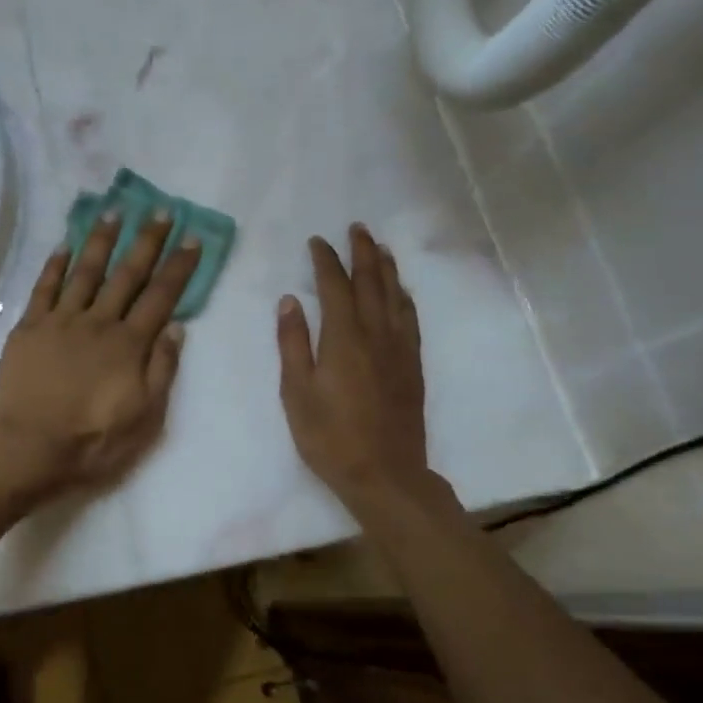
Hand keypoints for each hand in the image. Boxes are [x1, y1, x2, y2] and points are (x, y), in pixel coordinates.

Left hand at [0, 209, 199, 501]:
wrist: (28, 449)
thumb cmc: (92, 442)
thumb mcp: (144, 418)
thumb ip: (161, 370)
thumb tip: (176, 328)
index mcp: (128, 345)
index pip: (161, 297)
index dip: (178, 267)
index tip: (191, 238)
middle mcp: (98, 323)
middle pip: (127, 274)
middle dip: (146, 241)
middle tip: (160, 211)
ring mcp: (60, 321)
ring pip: (85, 271)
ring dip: (101, 240)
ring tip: (114, 211)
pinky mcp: (29, 328)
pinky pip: (44, 287)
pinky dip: (55, 264)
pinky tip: (64, 244)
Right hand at [277, 226, 430, 508]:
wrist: (384, 474)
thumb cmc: (329, 437)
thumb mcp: (296, 392)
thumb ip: (293, 343)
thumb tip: (290, 301)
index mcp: (343, 338)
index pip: (335, 286)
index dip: (326, 260)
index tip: (317, 241)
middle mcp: (375, 334)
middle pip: (371, 282)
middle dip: (363, 252)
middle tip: (357, 228)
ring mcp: (399, 349)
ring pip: (395, 296)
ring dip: (386, 268)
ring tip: (381, 247)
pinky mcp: (412, 365)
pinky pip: (410, 319)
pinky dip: (404, 297)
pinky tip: (401, 291)